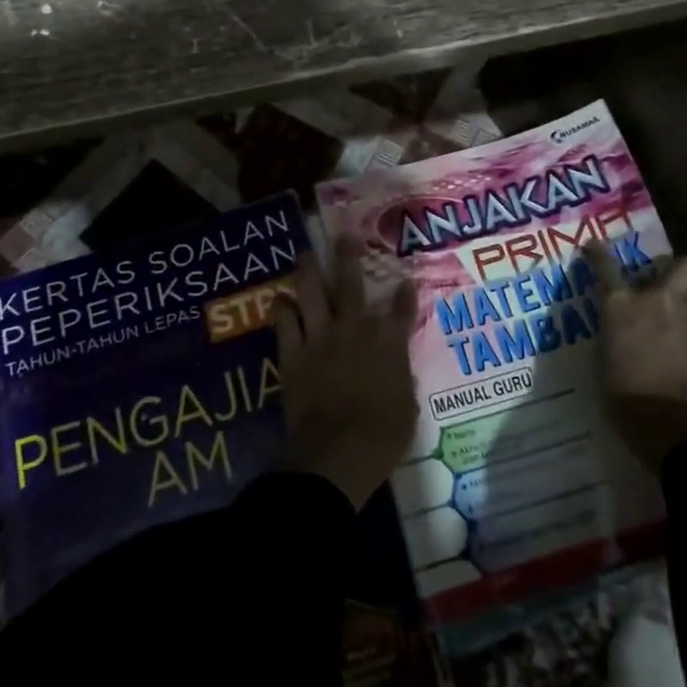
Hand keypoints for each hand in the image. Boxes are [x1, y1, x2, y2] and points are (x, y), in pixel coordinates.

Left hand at [274, 239, 420, 510]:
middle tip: (344, 235)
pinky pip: (285, 324)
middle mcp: (355, 330)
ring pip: (313, 294)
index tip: (405, 280)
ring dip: (309, 272)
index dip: (404, 294)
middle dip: (349, 257)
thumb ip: (401, 380)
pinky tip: (279, 298)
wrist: (339, 450)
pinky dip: (282, 309)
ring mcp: (321, 338)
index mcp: (389, 343)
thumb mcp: (407, 407)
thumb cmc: (383, 435)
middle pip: (352, 285)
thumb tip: (397, 371)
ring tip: (305, 255)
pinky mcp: (294, 355)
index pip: (401, 310)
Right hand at [588, 244, 686, 471]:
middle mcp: (661, 298)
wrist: (682, 423)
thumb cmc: (631, 403)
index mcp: (621, 308)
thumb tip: (624, 340)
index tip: (596, 245)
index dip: (600, 256)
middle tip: (681, 292)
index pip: (606, 270)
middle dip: (686, 274)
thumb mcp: (608, 367)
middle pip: (684, 264)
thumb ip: (618, 342)